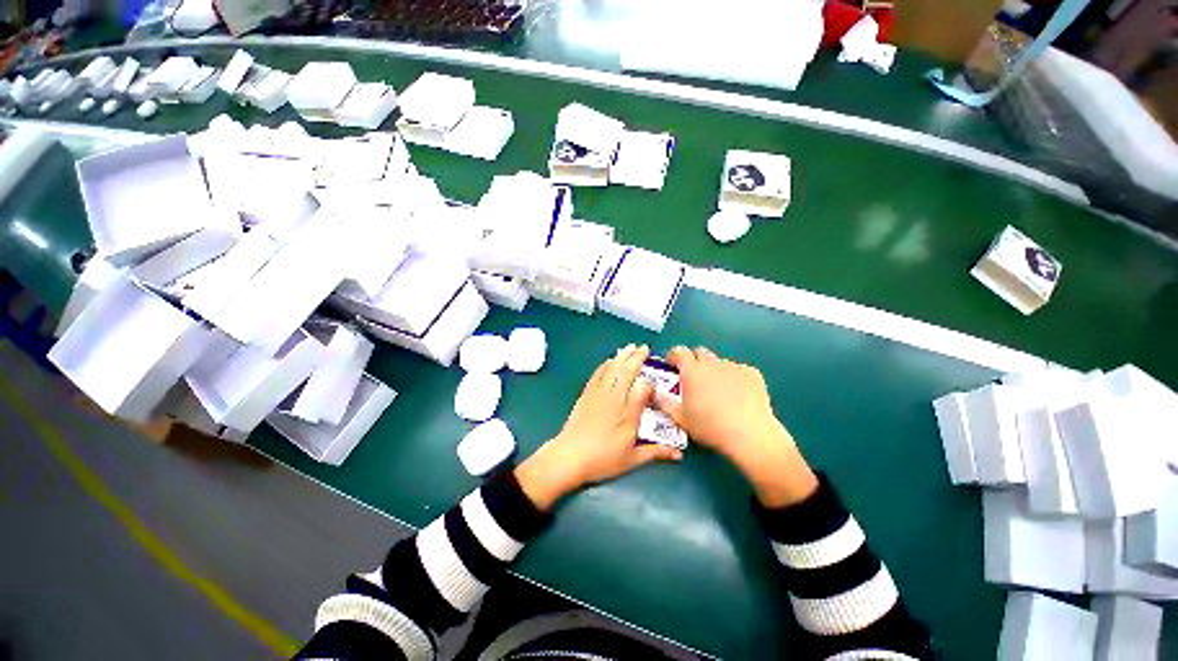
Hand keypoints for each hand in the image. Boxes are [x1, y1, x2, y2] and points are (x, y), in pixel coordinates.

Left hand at [516, 344, 682, 509]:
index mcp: (628, 413)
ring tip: (629, 347)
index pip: (643, 389)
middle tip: (644, 348)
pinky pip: (597, 374)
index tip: (654, 385)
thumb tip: (679, 454)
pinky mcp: (586, 394)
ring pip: (612, 369)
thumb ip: (655, 452)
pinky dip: (604, 365)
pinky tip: (609, 360)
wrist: (570, 456)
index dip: (650, 384)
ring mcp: (599, 394)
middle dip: (637, 358)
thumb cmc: (603, 459)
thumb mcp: (632, 459)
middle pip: (627, 372)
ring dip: (622, 356)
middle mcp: (615, 398)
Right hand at [655, 347, 817, 507]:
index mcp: (692, 371)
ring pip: (719, 362)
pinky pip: (738, 370)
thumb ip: (665, 404)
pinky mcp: (752, 373)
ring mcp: (733, 367)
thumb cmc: (710, 427)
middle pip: (700, 352)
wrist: (750, 435)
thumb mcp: (681, 419)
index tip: (671, 363)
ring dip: (714, 370)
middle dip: (694, 360)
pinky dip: (734, 377)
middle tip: (693, 377)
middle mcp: (712, 364)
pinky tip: (738, 395)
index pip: (679, 351)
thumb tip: (655, 394)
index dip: (673, 355)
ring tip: (717, 390)